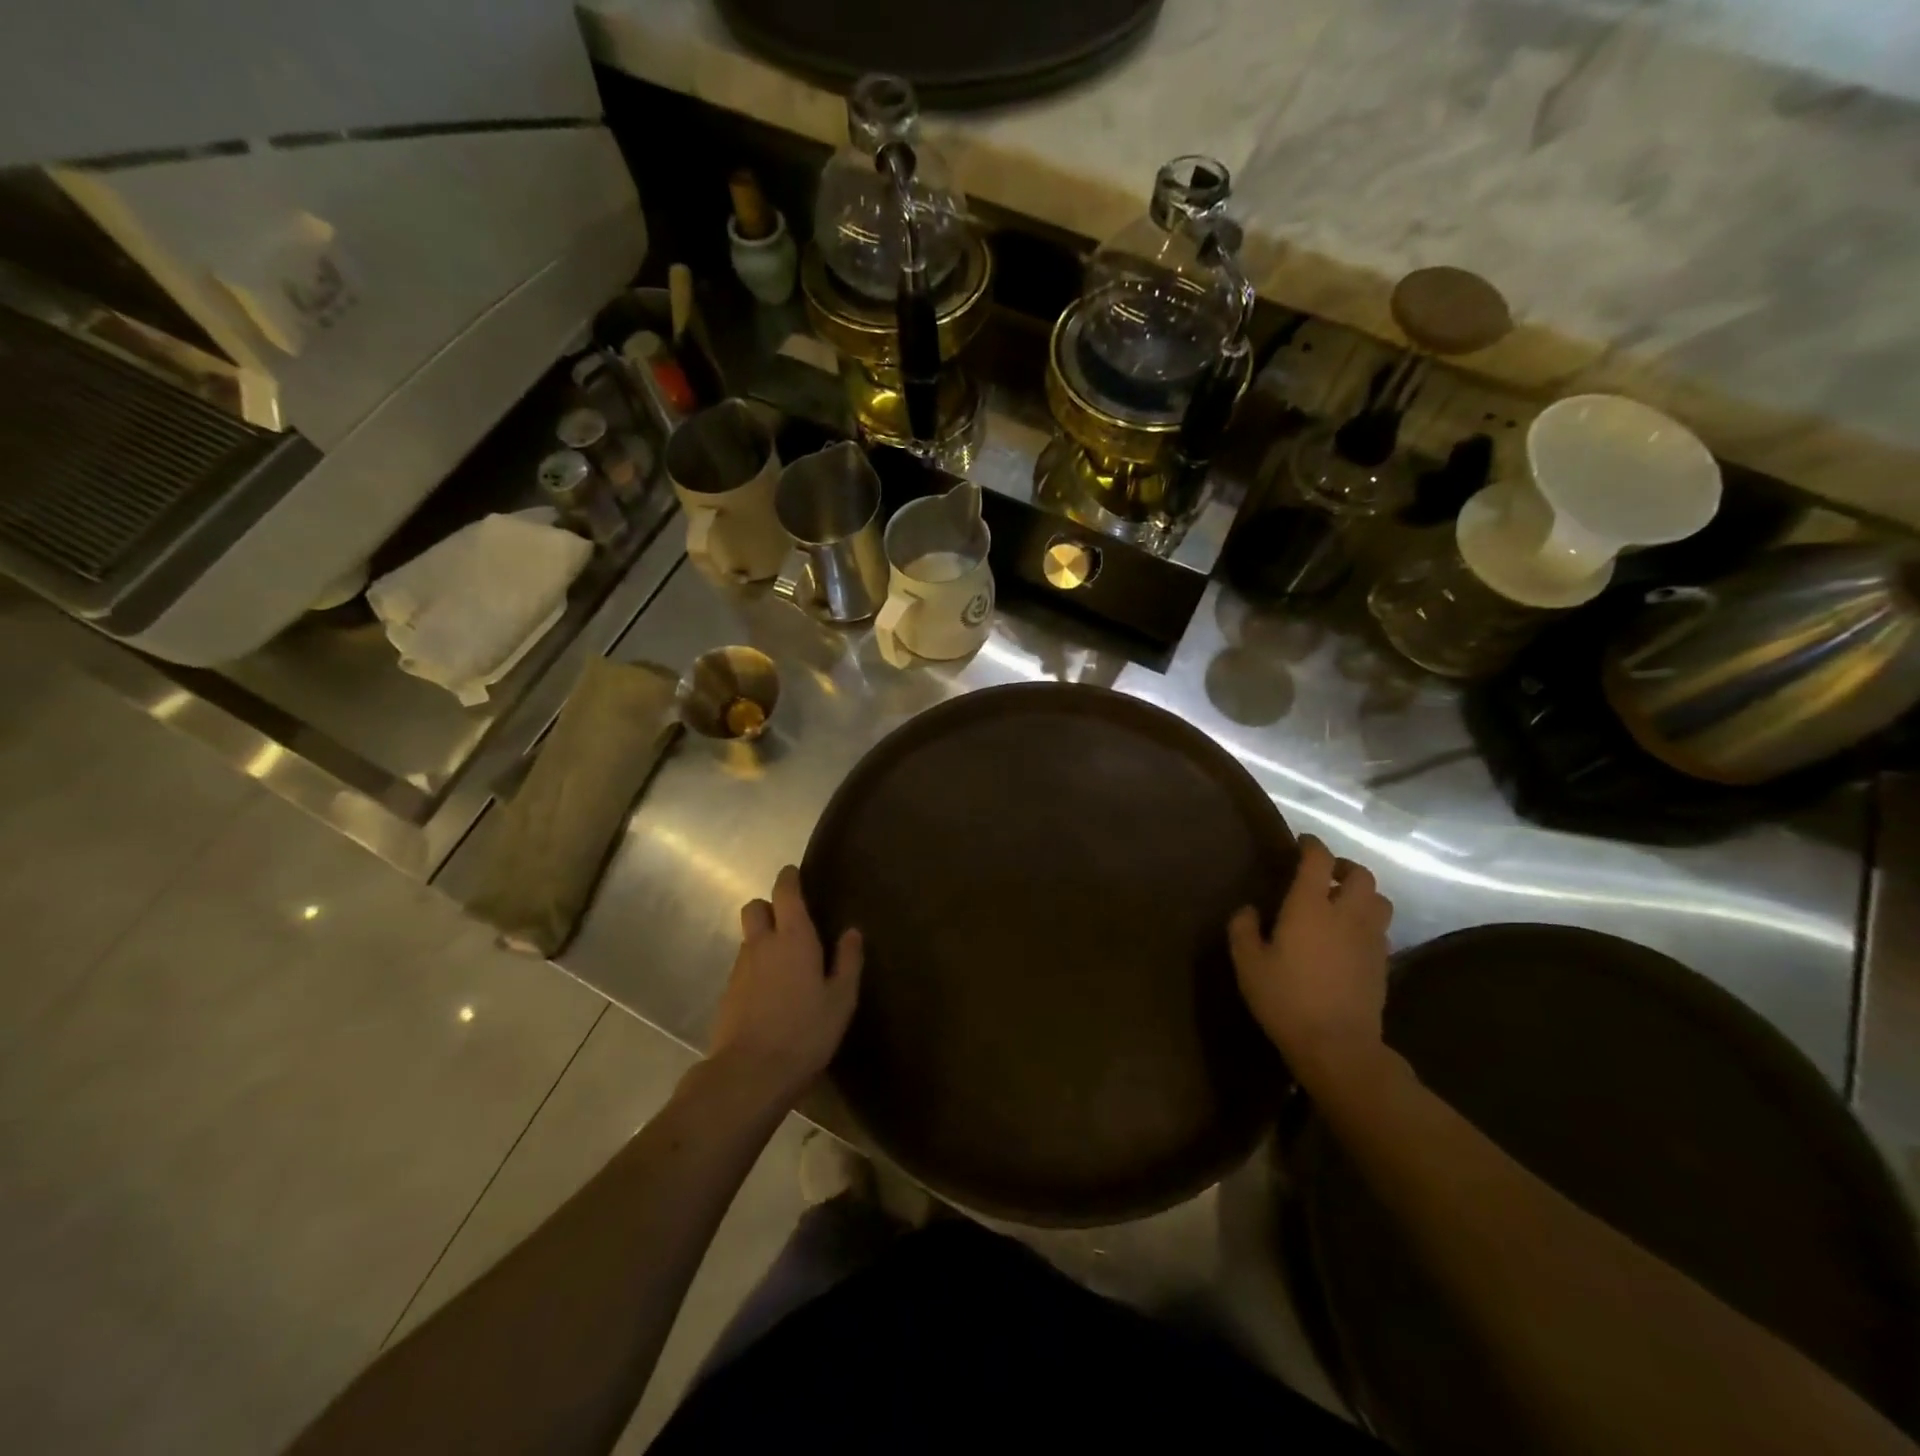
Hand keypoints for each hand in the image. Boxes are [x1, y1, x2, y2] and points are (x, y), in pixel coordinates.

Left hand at [707, 865, 862, 1107]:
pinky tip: (772, 992)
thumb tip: (851, 931)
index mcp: (793, 938)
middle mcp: (761, 944)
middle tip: (791, 922)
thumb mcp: (841, 999)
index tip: (795, 874)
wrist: (750, 1074)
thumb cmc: (805, 1032)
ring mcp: (740, 969)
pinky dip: (756, 967)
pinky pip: (743, 966)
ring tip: (786, 963)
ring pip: (748, 938)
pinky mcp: (727, 993)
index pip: (785, 892)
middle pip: (755, 907)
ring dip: (763, 939)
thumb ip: (847, 961)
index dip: (789, 878)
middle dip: (769, 906)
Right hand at [1228, 835, 1391, 1091]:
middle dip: (1344, 867)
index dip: (1312, 845)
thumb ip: (1243, 929)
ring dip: (1362, 893)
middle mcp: (1346, 914)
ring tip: (1342, 902)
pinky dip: (1368, 921)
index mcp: (1310, 907)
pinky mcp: (1383, 963)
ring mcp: (1370, 939)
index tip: (1301, 842)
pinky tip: (1350, 937)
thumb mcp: (1248, 964)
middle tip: (1325, 874)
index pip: (1318, 860)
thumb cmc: (1286, 999)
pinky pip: (1381, 928)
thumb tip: (1249, 909)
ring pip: (1379, 900)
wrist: (1338, 1046)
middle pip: (1361, 875)